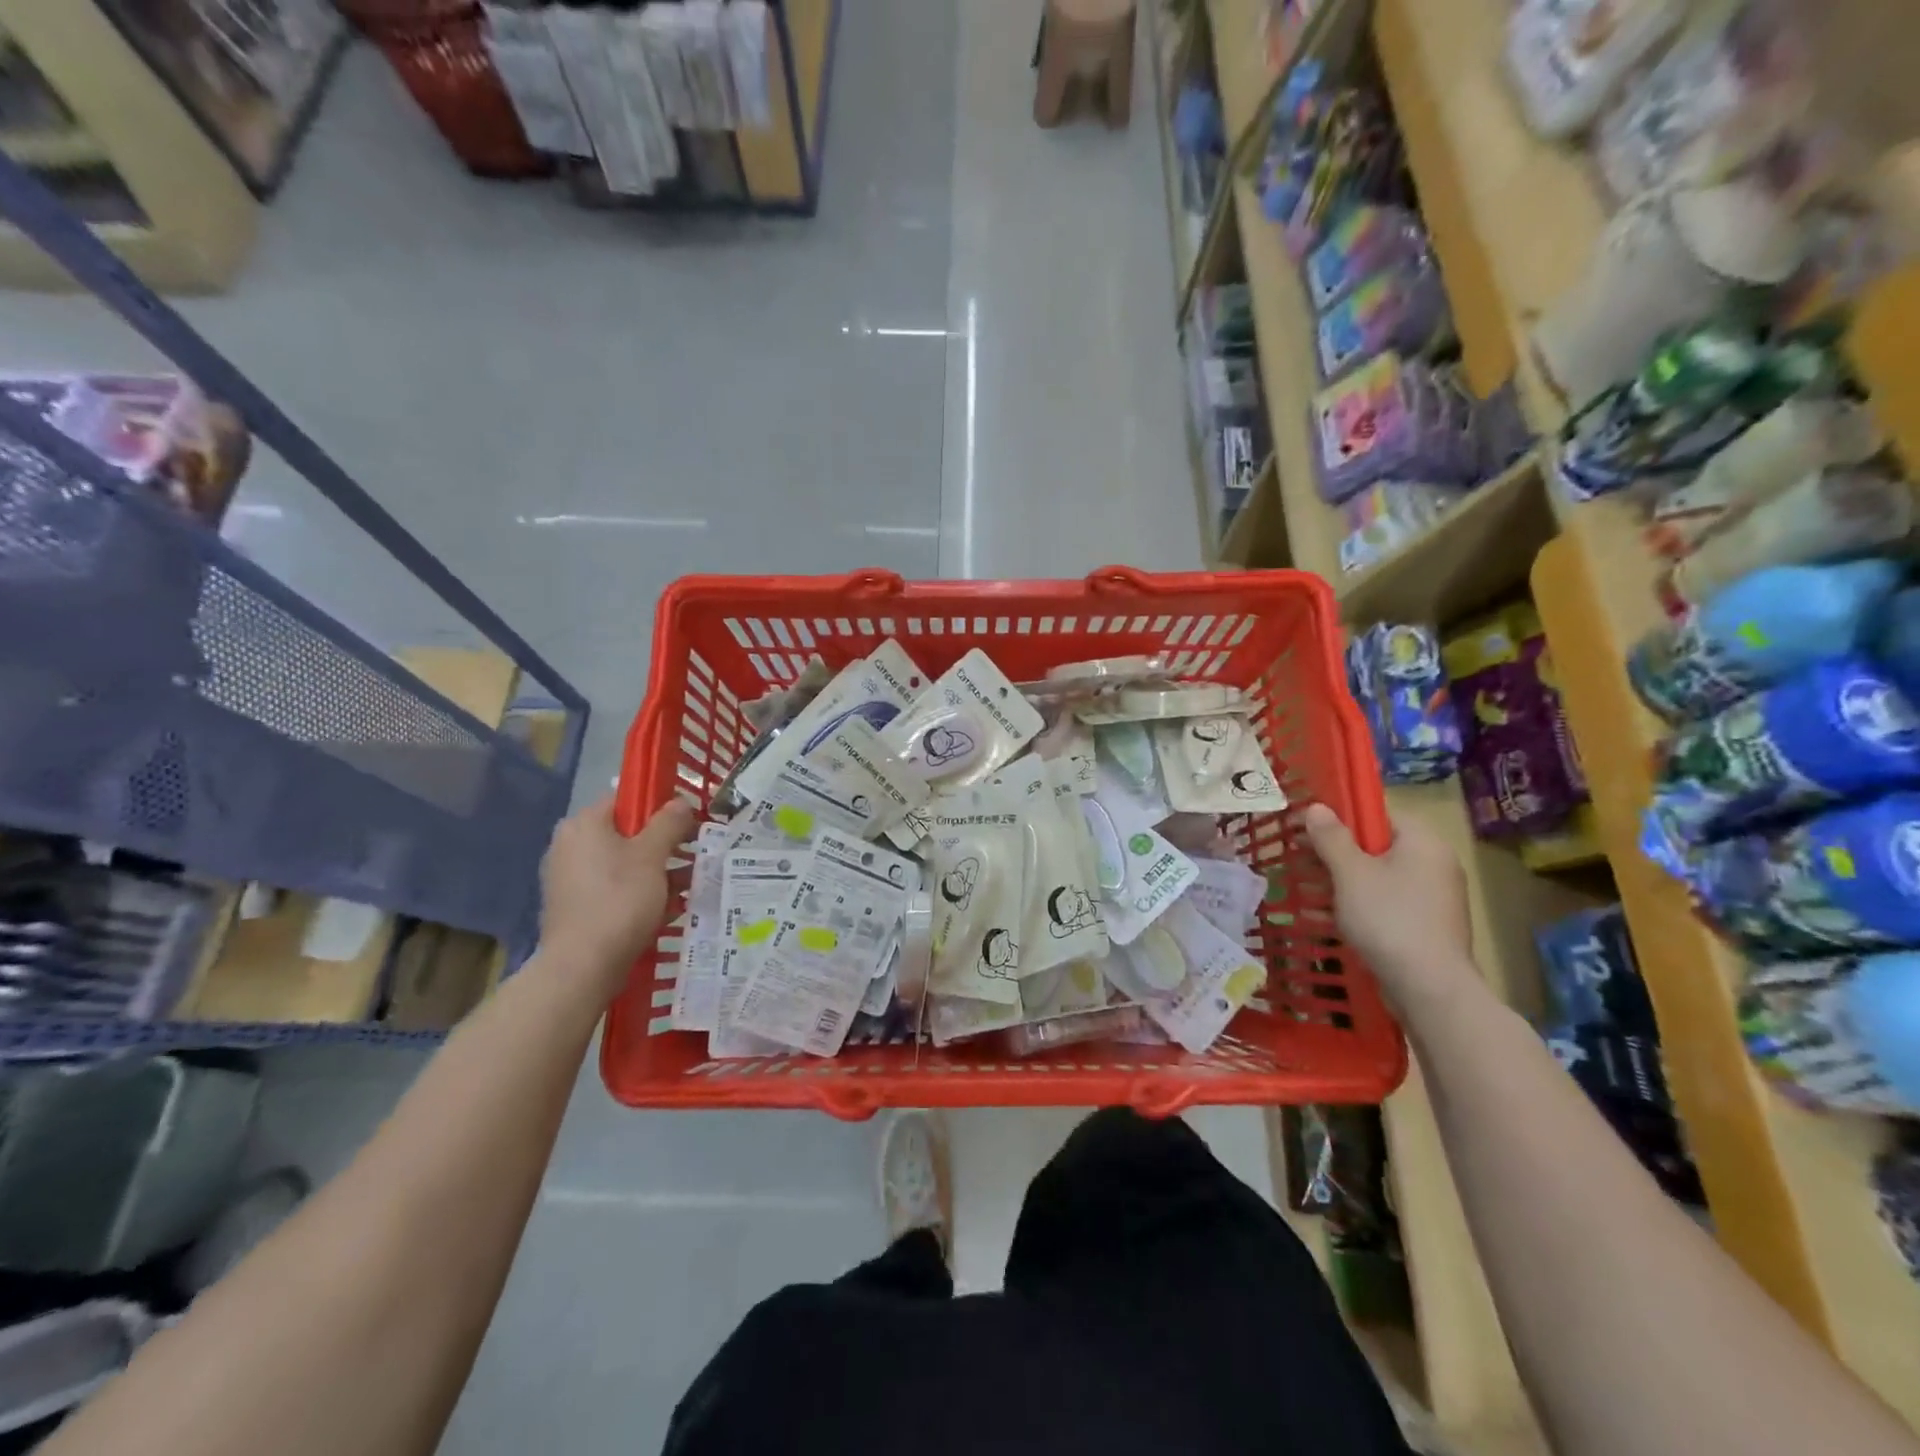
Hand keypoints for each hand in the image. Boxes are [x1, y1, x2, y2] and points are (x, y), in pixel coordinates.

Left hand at [539, 795, 696, 991]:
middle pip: (626, 834)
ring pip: (622, 864)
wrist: (583, 966)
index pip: (626, 799)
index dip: (660, 807)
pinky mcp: (573, 907)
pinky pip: (613, 889)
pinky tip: (665, 909)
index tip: (687, 823)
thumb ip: (669, 823)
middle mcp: (569, 845)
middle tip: (693, 855)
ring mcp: (568, 878)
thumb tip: (680, 803)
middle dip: (662, 845)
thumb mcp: (653, 855)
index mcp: (584, 824)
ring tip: (688, 886)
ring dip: (656, 871)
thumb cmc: (619, 900)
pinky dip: (638, 893)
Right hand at [1300, 803, 1477, 1016]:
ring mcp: (1436, 897)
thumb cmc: (1388, 918)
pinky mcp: (1430, 926)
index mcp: (1423, 841)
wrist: (1429, 987)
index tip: (1307, 830)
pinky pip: (1388, 903)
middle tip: (1300, 860)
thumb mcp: (1350, 873)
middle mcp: (1436, 863)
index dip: (1340, 818)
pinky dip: (1360, 905)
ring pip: (1379, 877)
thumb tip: (1316, 807)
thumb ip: (1331, 837)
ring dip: (1343, 881)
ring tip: (1307, 890)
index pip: (1378, 815)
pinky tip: (1329, 918)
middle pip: (1377, 846)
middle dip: (1336, 853)